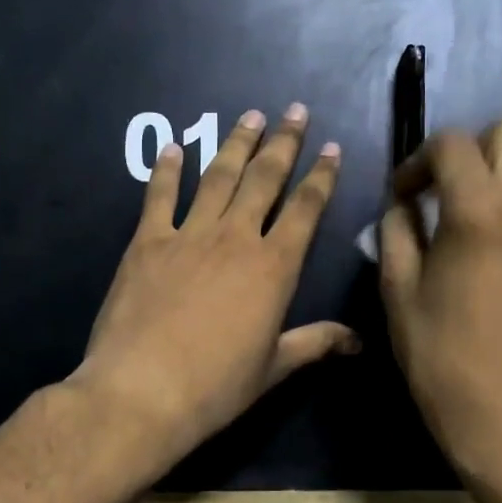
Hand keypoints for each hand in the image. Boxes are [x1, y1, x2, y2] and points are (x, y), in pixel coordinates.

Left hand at [72, 104, 358, 473]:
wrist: (143, 391)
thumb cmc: (216, 386)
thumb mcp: (273, 367)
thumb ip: (315, 344)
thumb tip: (358, 342)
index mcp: (274, 266)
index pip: (306, 209)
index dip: (321, 176)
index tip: (331, 148)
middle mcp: (236, 238)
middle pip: (265, 178)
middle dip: (283, 142)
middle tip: (295, 111)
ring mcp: (189, 235)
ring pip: (219, 177)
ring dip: (236, 144)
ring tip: (250, 116)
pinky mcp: (147, 242)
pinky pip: (160, 196)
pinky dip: (168, 170)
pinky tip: (175, 148)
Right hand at [380, 120, 501, 471]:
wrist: (498, 407)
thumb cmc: (437, 349)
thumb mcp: (398, 286)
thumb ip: (396, 229)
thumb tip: (401, 204)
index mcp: (479, 210)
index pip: (453, 143)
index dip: (417, 159)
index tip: (400, 195)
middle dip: (468, 147)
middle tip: (437, 187)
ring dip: (489, 175)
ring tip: (454, 218)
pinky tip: (480, 248)